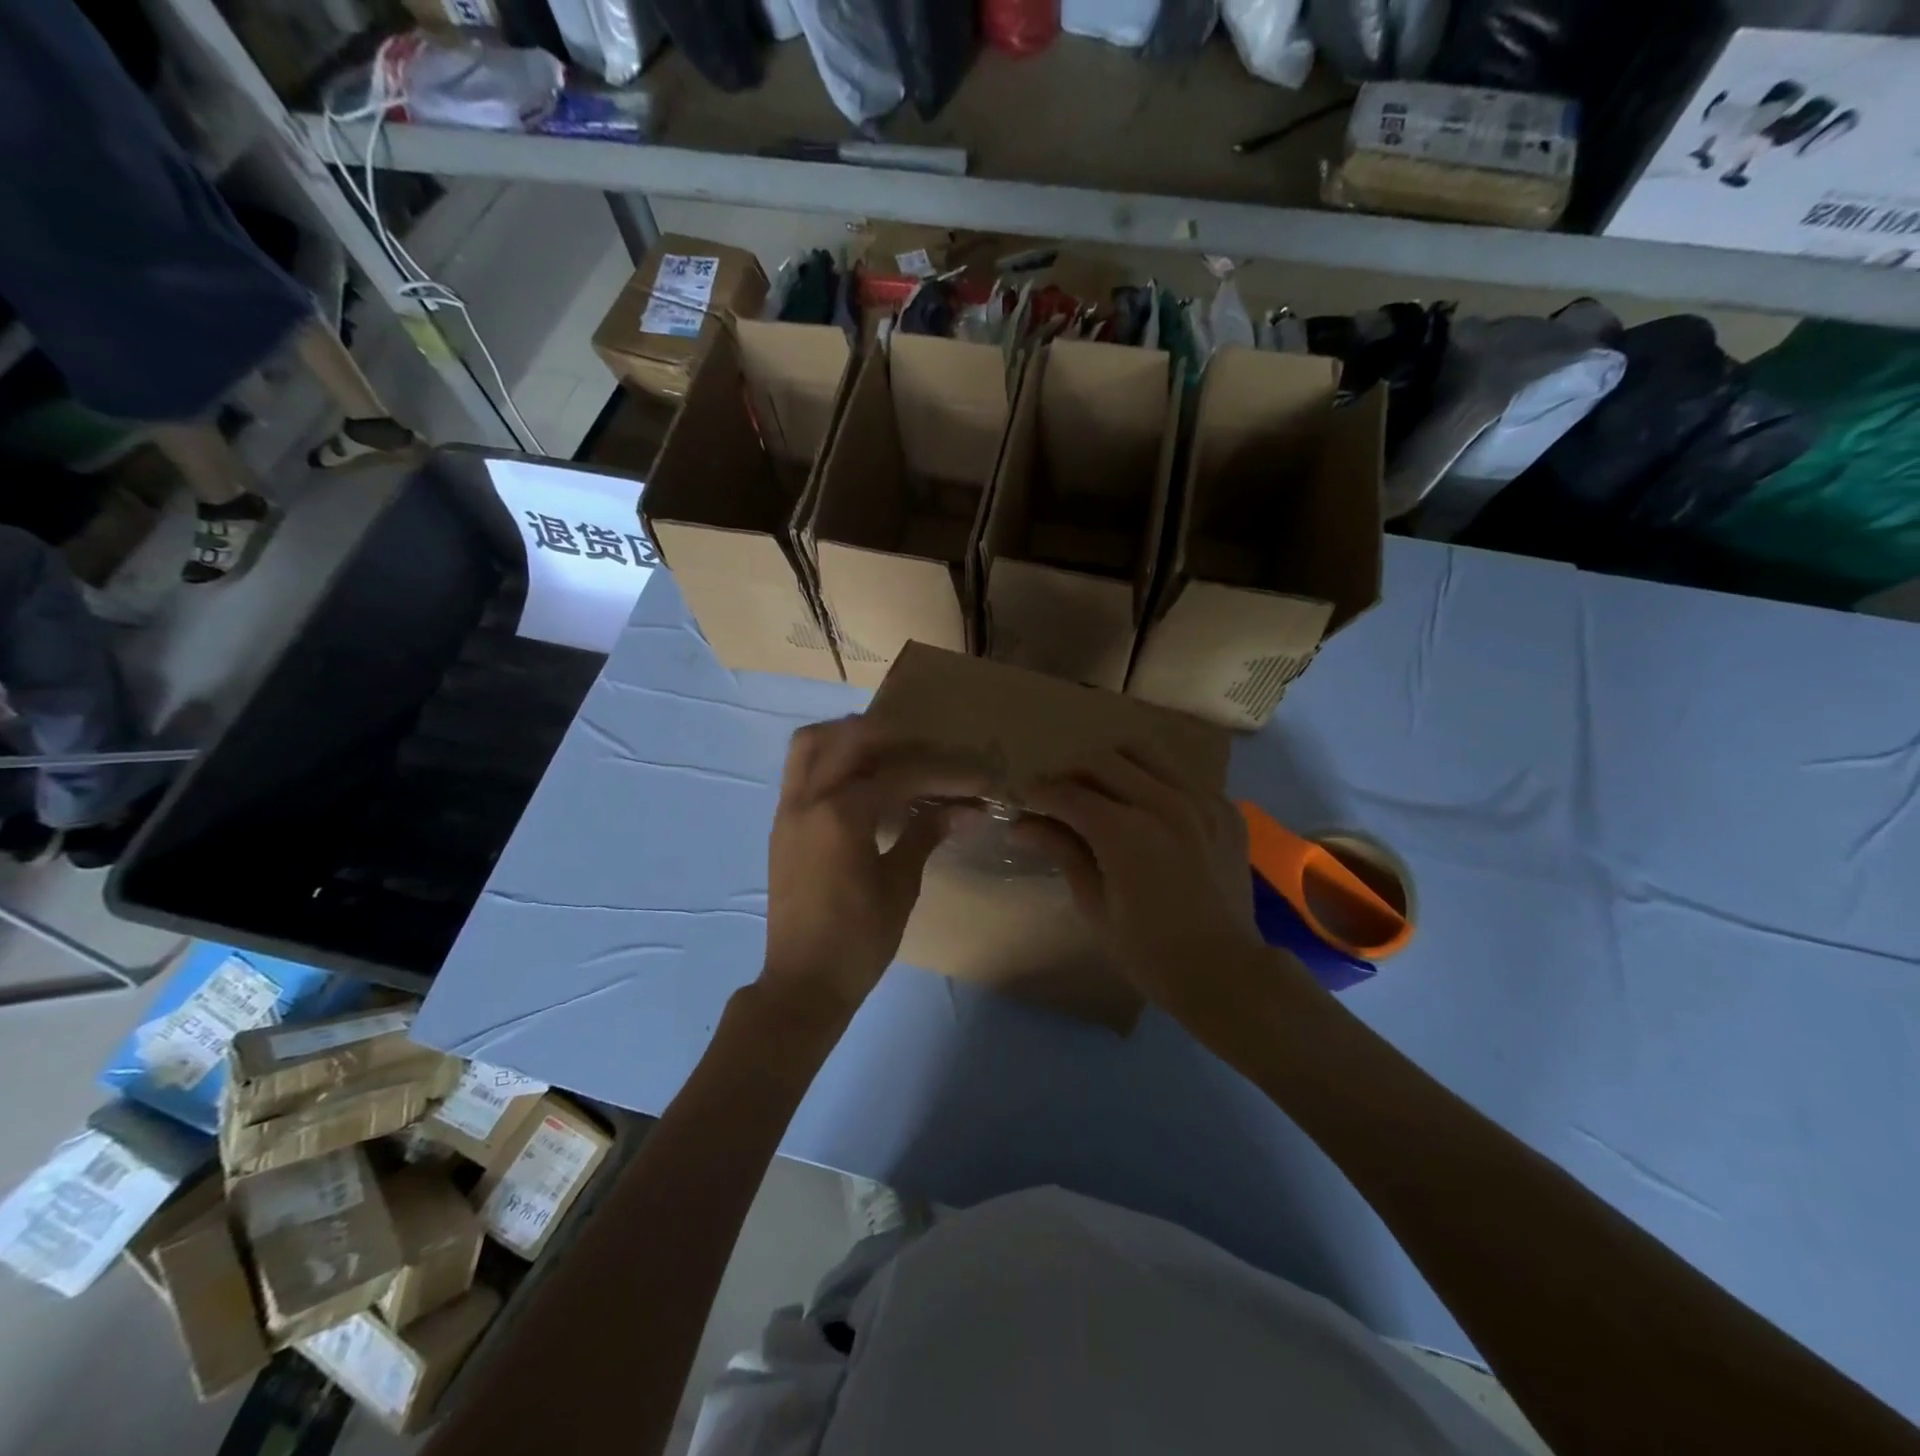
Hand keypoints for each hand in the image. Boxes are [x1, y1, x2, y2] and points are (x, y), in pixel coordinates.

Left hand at [762, 716, 985, 1013]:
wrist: (803, 982)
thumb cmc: (858, 940)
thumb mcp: (900, 886)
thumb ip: (925, 835)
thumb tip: (966, 808)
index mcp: (841, 816)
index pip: (900, 776)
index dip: (944, 774)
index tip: (978, 777)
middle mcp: (808, 800)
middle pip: (848, 738)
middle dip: (893, 736)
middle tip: (928, 750)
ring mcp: (788, 810)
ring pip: (810, 745)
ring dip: (849, 737)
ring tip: (887, 752)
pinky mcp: (781, 825)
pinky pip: (801, 771)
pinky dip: (831, 760)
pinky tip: (862, 782)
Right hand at [1016, 746, 1264, 1010]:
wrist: (1224, 971)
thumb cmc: (1148, 950)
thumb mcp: (1094, 904)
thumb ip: (1061, 852)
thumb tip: (1021, 826)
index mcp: (1126, 832)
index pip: (1069, 794)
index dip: (1040, 793)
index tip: (1025, 799)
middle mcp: (1164, 803)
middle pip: (1103, 761)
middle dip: (1071, 772)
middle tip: (1058, 794)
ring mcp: (1201, 800)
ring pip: (1144, 752)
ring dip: (1112, 765)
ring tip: (1099, 789)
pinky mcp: (1225, 808)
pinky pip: (1180, 774)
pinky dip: (1153, 780)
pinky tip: (1145, 809)